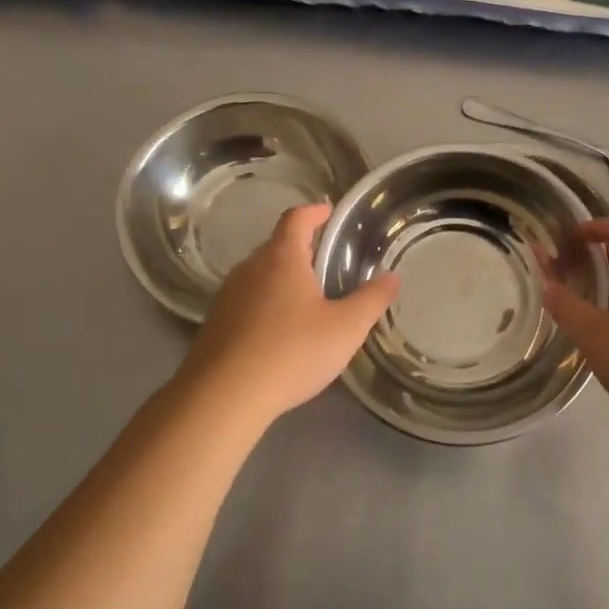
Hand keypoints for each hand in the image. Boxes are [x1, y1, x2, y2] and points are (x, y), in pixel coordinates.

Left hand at [181, 204, 399, 420]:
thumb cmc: (291, 352)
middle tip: (327, 261)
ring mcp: (227, 296)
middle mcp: (249, 269)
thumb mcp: (345, 328)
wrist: (222, 397)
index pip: (296, 219)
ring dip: (283, 279)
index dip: (314, 211)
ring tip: (308, 298)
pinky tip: (281, 331)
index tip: (328, 211)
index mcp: (281, 259)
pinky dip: (266, 304)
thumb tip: (393, 276)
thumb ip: (372, 300)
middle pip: (276, 246)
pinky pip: (247, 302)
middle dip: (302, 249)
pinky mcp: (215, 325)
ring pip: (260, 275)